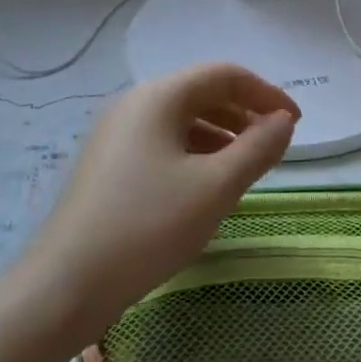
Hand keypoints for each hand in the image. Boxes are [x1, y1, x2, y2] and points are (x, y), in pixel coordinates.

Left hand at [29, 63, 298, 338]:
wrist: (64, 286)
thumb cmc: (147, 227)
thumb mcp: (216, 187)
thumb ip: (258, 148)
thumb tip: (284, 121)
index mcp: (158, 97)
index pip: (224, 75)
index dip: (266, 94)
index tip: (296, 123)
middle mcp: (134, 104)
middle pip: (201, 92)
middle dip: (244, 113)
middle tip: (274, 144)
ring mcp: (115, 134)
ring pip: (182, 119)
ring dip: (222, 133)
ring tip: (247, 165)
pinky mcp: (107, 164)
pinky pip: (163, 141)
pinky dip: (195, 151)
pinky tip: (207, 183)